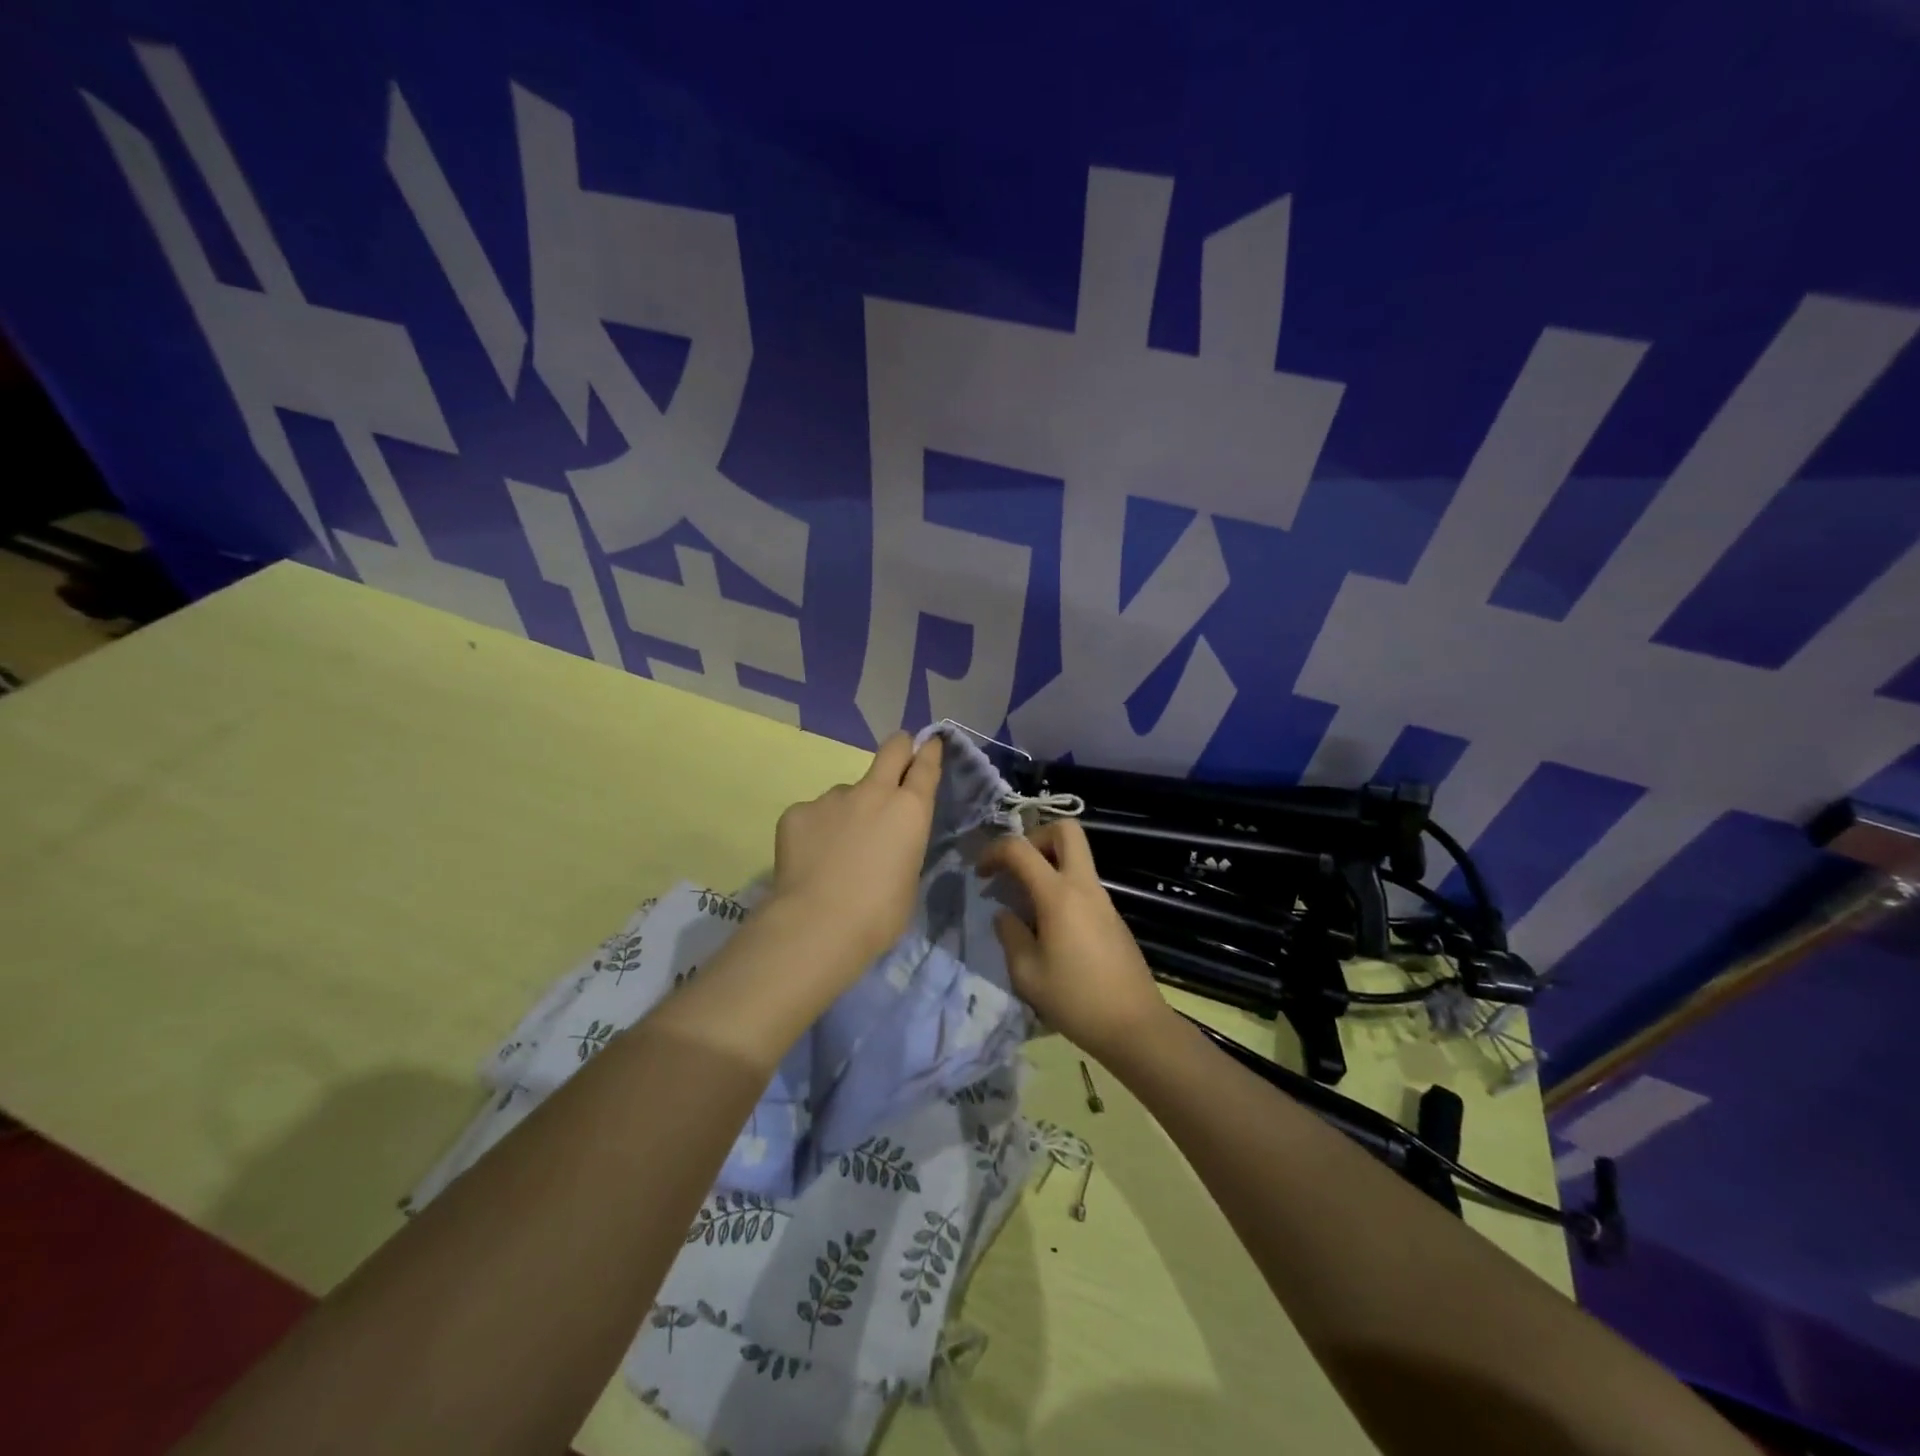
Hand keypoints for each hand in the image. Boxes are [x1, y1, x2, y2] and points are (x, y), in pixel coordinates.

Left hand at [770, 731, 942, 962]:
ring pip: (846, 794)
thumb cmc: (879, 914)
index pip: (925, 766)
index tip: (930, 744)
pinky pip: (813, 815)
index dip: (929, 752)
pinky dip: (815, 832)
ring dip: (848, 812)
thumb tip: (886, 842)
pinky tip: (810, 860)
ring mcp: (832, 798)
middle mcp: (873, 793)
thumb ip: (902, 847)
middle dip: (899, 748)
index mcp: (910, 810)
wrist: (818, 925)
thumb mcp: (908, 879)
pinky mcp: (797, 811)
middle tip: (897, 760)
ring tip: (836, 852)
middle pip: (892, 749)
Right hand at [976, 819, 1170, 1063]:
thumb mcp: (1027, 974)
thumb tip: (1005, 915)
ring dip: (1048, 863)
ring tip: (1025, 902)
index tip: (981, 875)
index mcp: (1059, 895)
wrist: (1135, 1026)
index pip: (1021, 849)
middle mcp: (1084, 886)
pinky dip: (1061, 887)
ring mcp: (1103, 899)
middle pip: (1066, 830)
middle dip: (1035, 837)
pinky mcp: (1112, 916)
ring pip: (1076, 856)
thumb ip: (1010, 935)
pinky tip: (1048, 926)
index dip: (994, 851)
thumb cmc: (1076, 1000)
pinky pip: (1083, 883)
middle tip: (1016, 867)